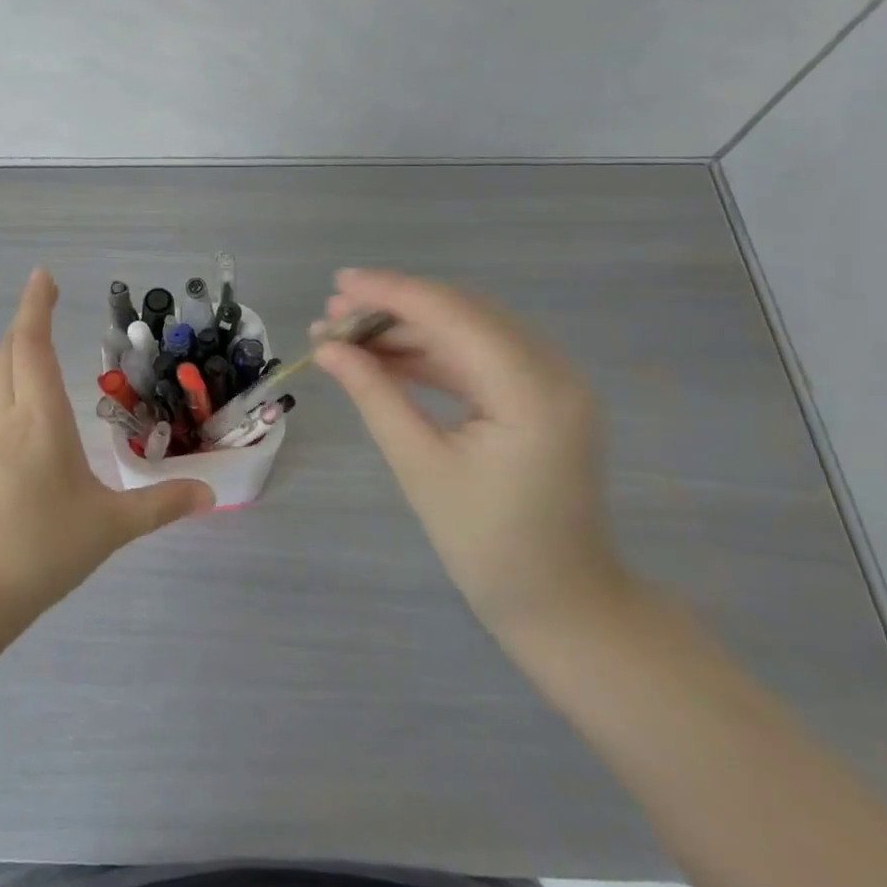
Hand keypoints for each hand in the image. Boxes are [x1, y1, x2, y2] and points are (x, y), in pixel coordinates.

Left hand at [0, 269, 214, 635]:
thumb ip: (161, 505)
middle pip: (7, 354)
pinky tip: (24, 413)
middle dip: (25, 322)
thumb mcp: (110, 527)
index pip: (32, 345)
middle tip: (44, 302)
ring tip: (35, 347)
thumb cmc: (40, 550)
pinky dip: (7, 387)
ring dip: (13, 353)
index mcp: (38, 420)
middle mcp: (5, 421)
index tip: (42, 275)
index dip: (35, 306)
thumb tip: (209, 493)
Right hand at [313, 268, 629, 639]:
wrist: (560, 602)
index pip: (454, 316)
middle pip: (462, 314)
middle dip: (393, 308)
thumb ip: (374, 395)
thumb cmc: (487, 545)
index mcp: (532, 391)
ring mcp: (550, 382)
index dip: (392, 293)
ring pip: (468, 331)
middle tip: (332, 316)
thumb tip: (326, 349)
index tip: (338, 284)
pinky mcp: (538, 396)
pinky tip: (384, 358)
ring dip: (408, 329)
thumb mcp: (419, 465)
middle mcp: (552, 370)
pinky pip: (478, 358)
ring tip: (346, 337)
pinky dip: (430, 354)